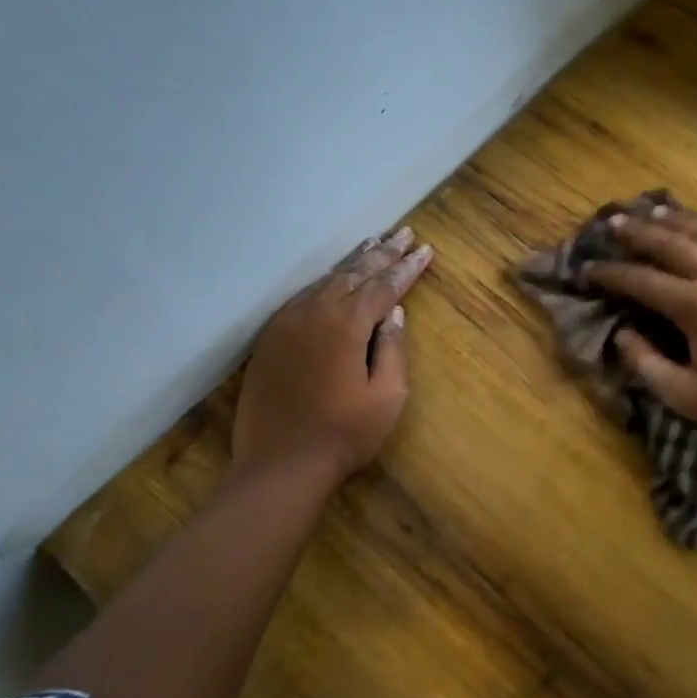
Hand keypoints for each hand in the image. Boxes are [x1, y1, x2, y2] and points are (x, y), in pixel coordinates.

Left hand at [230, 227, 433, 485]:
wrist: (281, 464)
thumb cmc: (345, 433)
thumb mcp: (387, 396)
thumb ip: (393, 349)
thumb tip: (395, 313)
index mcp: (348, 324)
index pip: (384, 286)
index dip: (407, 268)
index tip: (425, 249)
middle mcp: (315, 312)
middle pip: (354, 274)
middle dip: (383, 253)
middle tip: (404, 233)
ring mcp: (287, 323)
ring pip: (326, 281)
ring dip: (354, 262)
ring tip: (375, 244)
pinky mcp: (271, 338)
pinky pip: (303, 297)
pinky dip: (326, 283)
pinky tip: (334, 279)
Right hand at [585, 205, 696, 439]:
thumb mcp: (685, 396)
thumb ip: (645, 364)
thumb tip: (622, 334)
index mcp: (695, 307)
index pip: (641, 281)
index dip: (611, 274)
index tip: (589, 269)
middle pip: (672, 244)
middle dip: (639, 232)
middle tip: (616, 223)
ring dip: (680, 220)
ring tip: (657, 210)